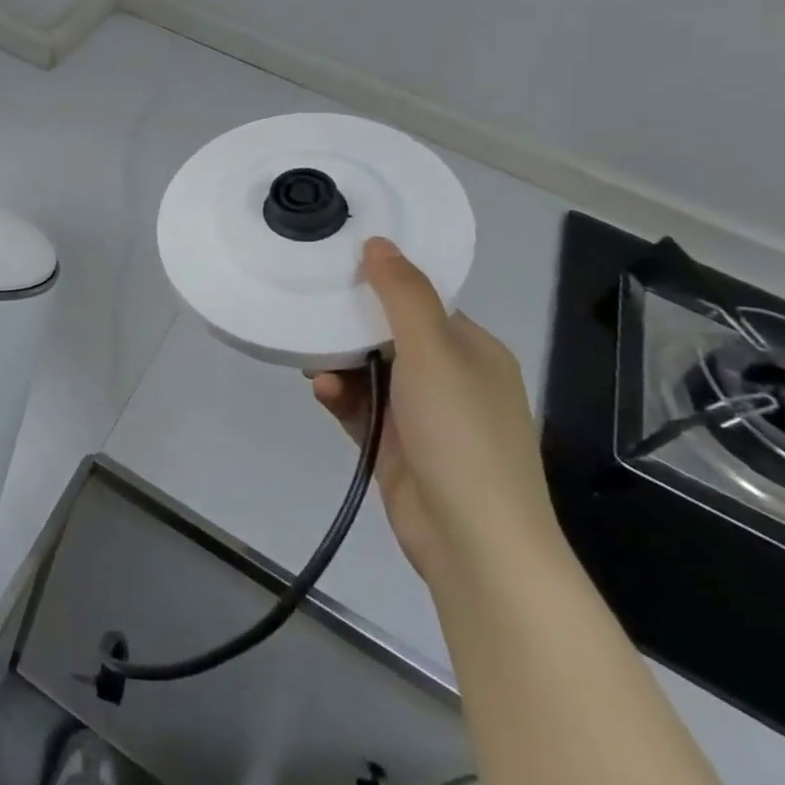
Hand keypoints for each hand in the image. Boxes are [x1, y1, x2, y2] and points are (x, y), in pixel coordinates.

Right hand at [313, 238, 561, 587]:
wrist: (474, 542)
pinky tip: (323, 395)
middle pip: (388, 335)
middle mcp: (450, 378)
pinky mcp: (396, 446)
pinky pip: (361, 407)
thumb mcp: (433, 352)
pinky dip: (341, 398)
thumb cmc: (460, 434)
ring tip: (313, 367)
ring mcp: (423, 415)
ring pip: (369, 372)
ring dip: (339, 366)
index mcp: (471, 350)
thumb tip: (378, 241)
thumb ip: (403, 294)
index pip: (420, 302)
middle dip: (348, 329)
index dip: (380, 286)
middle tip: (310, 321)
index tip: (335, 272)